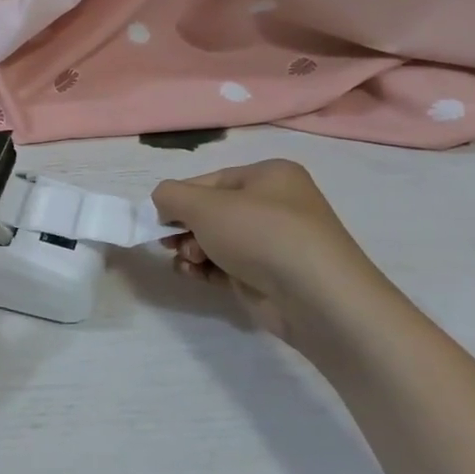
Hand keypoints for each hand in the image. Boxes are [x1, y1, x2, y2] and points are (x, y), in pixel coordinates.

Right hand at [151, 160, 391, 345]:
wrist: (316, 297)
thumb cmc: (260, 235)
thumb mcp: (204, 205)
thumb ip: (171, 195)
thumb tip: (163, 202)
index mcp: (269, 176)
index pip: (210, 181)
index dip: (179, 199)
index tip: (158, 219)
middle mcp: (275, 205)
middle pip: (212, 212)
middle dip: (185, 228)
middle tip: (169, 243)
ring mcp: (275, 243)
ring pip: (217, 240)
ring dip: (192, 250)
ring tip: (189, 262)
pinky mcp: (270, 276)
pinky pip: (227, 265)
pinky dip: (207, 269)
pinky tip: (194, 276)